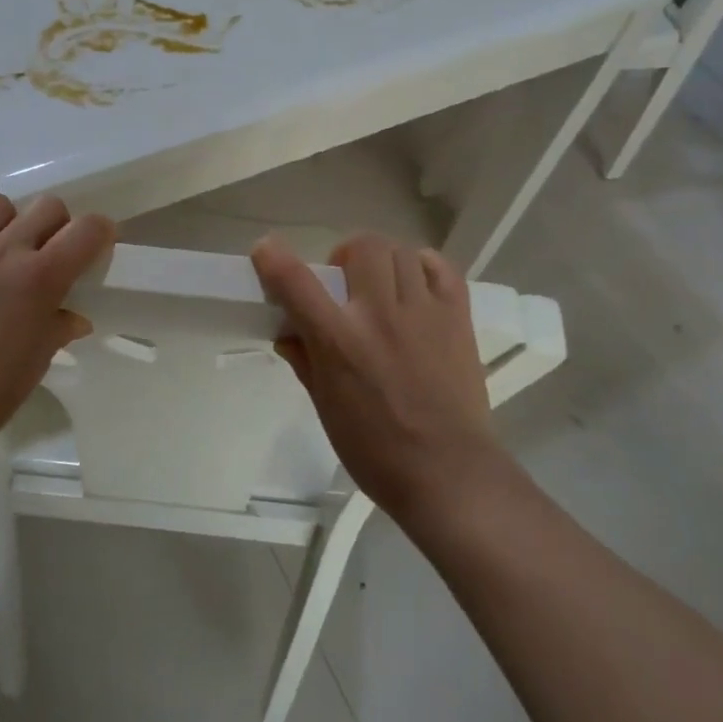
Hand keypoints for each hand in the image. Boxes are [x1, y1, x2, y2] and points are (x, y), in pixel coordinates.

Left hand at [0, 194, 114, 463]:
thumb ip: (60, 324)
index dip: (97, 233)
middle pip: (47, 206)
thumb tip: (74, 315)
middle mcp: (4, 251)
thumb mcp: (40, 356)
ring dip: (5, 224)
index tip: (91, 247)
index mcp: (41, 277)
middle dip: (54, 227)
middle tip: (42, 254)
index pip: (88, 228)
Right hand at [251, 233, 510, 526]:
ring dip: (381, 261)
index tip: (266, 251)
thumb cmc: (376, 450)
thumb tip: (288, 334)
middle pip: (361, 247)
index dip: (273, 258)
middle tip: (344, 283)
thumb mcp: (325, 408)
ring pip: (399, 251)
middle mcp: (379, 315)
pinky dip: (423, 266)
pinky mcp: (457, 318)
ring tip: (381, 287)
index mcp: (339, 342)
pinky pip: (440, 267)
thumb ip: (305, 361)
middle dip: (344, 256)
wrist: (449, 474)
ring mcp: (423, 312)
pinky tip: (414, 286)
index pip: (296, 282)